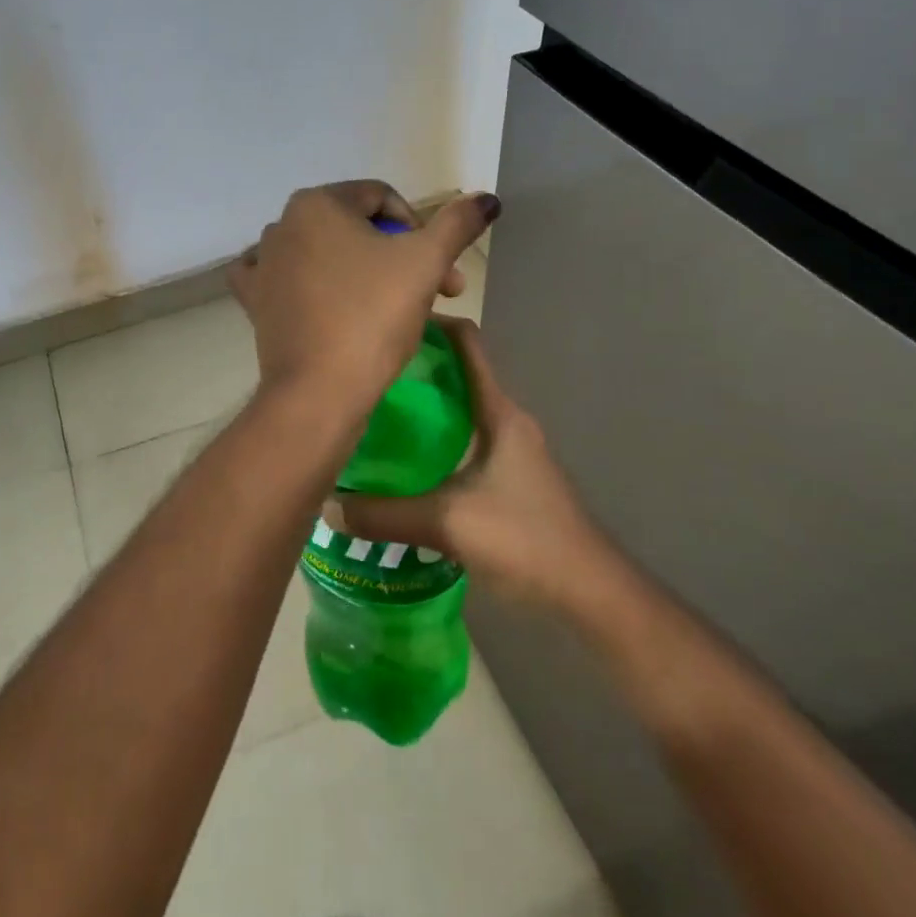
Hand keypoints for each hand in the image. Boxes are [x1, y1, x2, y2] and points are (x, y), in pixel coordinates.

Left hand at [228, 181, 498, 419]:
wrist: (319, 391)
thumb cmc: (373, 316)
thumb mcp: (426, 263)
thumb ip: (457, 224)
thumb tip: (486, 198)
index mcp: (317, 202)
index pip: (383, 198)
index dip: (420, 230)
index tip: (442, 273)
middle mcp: (282, 224)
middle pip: (354, 228)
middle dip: (398, 256)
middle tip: (433, 295)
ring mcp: (263, 264)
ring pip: (324, 253)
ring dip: (361, 272)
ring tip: (390, 308)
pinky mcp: (254, 301)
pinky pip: (283, 279)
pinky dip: (304, 282)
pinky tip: (319, 295)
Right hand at [323, 317, 607, 608]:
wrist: (588, 593)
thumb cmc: (525, 539)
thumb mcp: (447, 524)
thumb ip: (385, 516)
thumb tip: (327, 506)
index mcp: (498, 412)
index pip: (467, 344)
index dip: (432, 324)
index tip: (388, 324)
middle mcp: (506, 422)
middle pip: (457, 376)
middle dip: (414, 371)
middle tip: (364, 376)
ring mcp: (511, 452)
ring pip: (459, 413)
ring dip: (422, 410)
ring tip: (373, 416)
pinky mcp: (510, 480)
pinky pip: (463, 444)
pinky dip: (433, 443)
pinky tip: (402, 465)